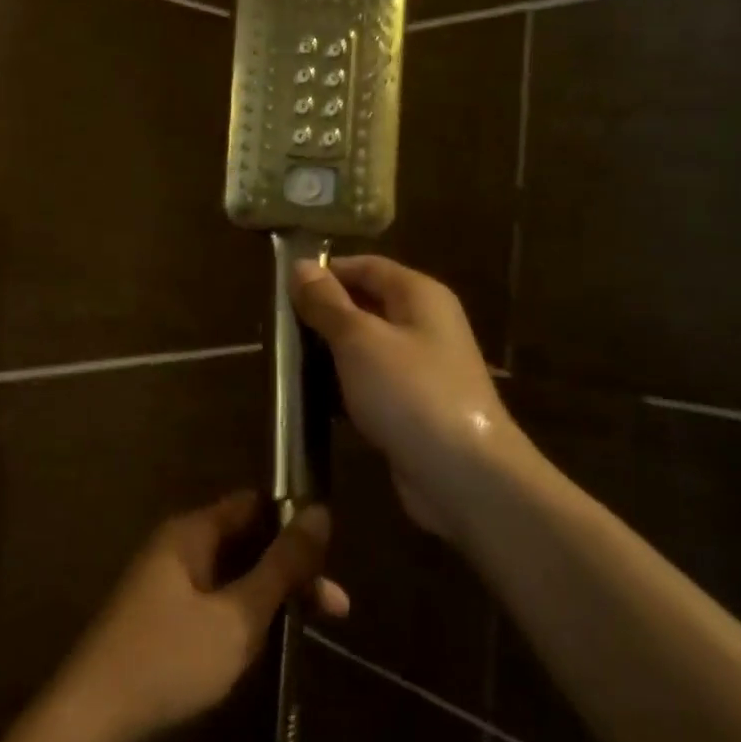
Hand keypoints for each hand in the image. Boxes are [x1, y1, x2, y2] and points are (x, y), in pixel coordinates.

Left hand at [55, 493, 347, 741]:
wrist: (91, 723)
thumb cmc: (169, 660)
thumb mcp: (237, 615)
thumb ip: (281, 567)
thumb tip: (320, 512)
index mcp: (191, 533)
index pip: (253, 504)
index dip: (293, 521)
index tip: (332, 553)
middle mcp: (178, 548)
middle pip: (247, 541)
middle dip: (291, 569)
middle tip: (337, 607)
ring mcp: (168, 585)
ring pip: (234, 576)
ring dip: (272, 597)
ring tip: (313, 628)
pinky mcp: (164, 620)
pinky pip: (216, 602)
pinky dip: (246, 616)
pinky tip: (270, 643)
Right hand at [291, 256, 521, 539]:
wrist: (463, 475)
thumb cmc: (410, 393)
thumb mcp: (359, 340)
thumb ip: (327, 303)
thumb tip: (300, 266)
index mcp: (419, 295)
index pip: (366, 266)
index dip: (325, 272)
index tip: (282, 287)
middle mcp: (424, 325)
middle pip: (366, 305)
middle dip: (322, 314)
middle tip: (277, 328)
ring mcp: (421, 368)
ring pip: (365, 348)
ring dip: (328, 353)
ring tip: (284, 362)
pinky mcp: (412, 407)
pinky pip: (370, 384)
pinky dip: (342, 387)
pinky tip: (311, 399)